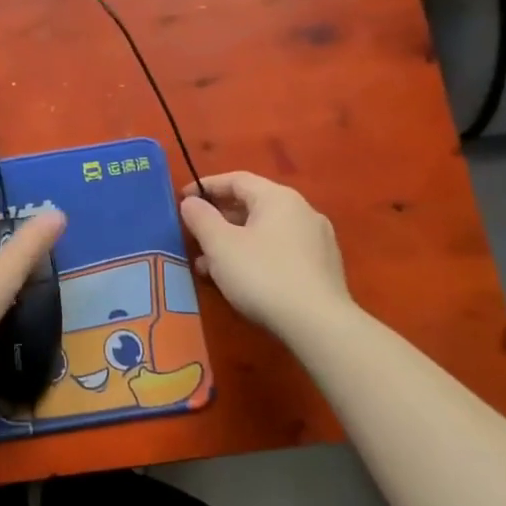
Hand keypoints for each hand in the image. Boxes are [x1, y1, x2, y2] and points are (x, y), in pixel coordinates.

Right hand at [179, 171, 355, 334]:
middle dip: (218, 220)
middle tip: (194, 237)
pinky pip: (280, 251)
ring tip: (209, 267)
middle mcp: (302, 211)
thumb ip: (201, 218)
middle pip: (252, 205)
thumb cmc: (263, 276)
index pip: (236, 179)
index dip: (205, 187)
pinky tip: (240, 281)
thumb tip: (191, 202)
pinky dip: (255, 257)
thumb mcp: (220, 245)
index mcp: (278, 198)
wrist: (319, 325)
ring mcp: (317, 240)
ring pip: (265, 231)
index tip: (182, 201)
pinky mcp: (323, 268)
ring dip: (234, 243)